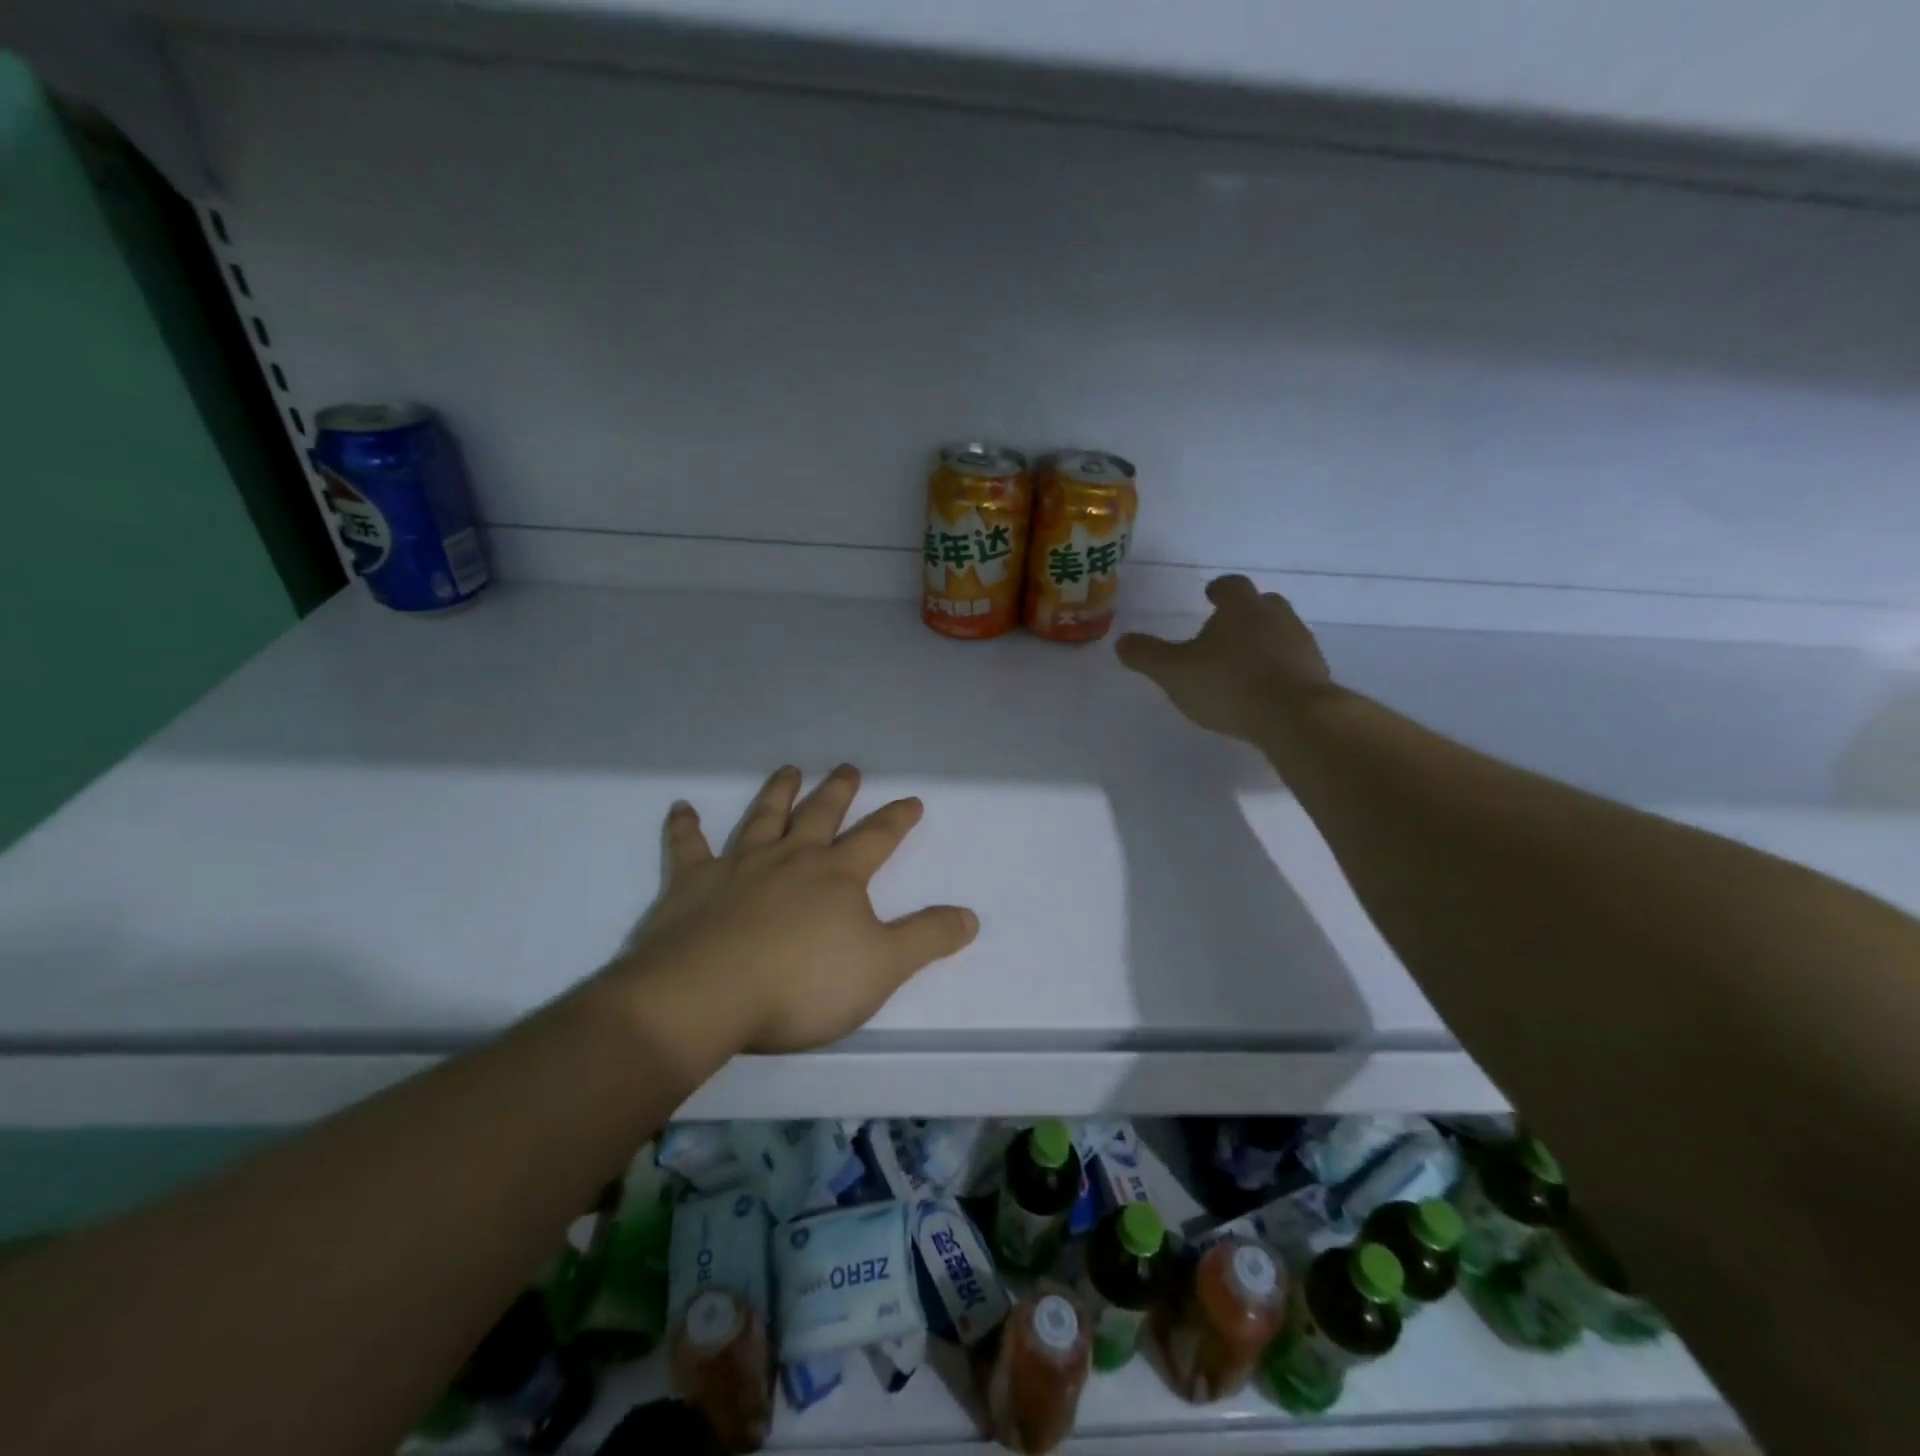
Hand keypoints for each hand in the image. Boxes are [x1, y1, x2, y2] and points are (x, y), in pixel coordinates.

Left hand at [607, 765, 977, 1054]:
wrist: (706, 997)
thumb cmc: (801, 984)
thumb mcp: (881, 967)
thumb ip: (927, 939)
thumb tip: (970, 916)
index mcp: (836, 876)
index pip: (877, 838)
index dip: (897, 819)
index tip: (912, 800)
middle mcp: (790, 859)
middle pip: (820, 815)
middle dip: (838, 791)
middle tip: (847, 768)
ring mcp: (738, 867)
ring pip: (763, 818)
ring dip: (777, 793)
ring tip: (788, 770)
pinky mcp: (691, 884)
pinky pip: (688, 847)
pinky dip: (684, 826)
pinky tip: (680, 807)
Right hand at [1115, 575, 1334, 740]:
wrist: (1294, 717)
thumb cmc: (1228, 684)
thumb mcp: (1174, 672)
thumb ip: (1147, 655)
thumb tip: (1122, 641)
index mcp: (1241, 608)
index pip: (1230, 585)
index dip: (1218, 589)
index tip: (1210, 595)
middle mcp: (1276, 617)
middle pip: (1262, 604)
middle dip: (1245, 613)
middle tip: (1227, 628)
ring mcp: (1301, 644)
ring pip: (1281, 632)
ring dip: (1264, 641)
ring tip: (1243, 663)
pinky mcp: (1316, 673)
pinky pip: (1293, 662)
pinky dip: (1279, 668)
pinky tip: (1264, 689)